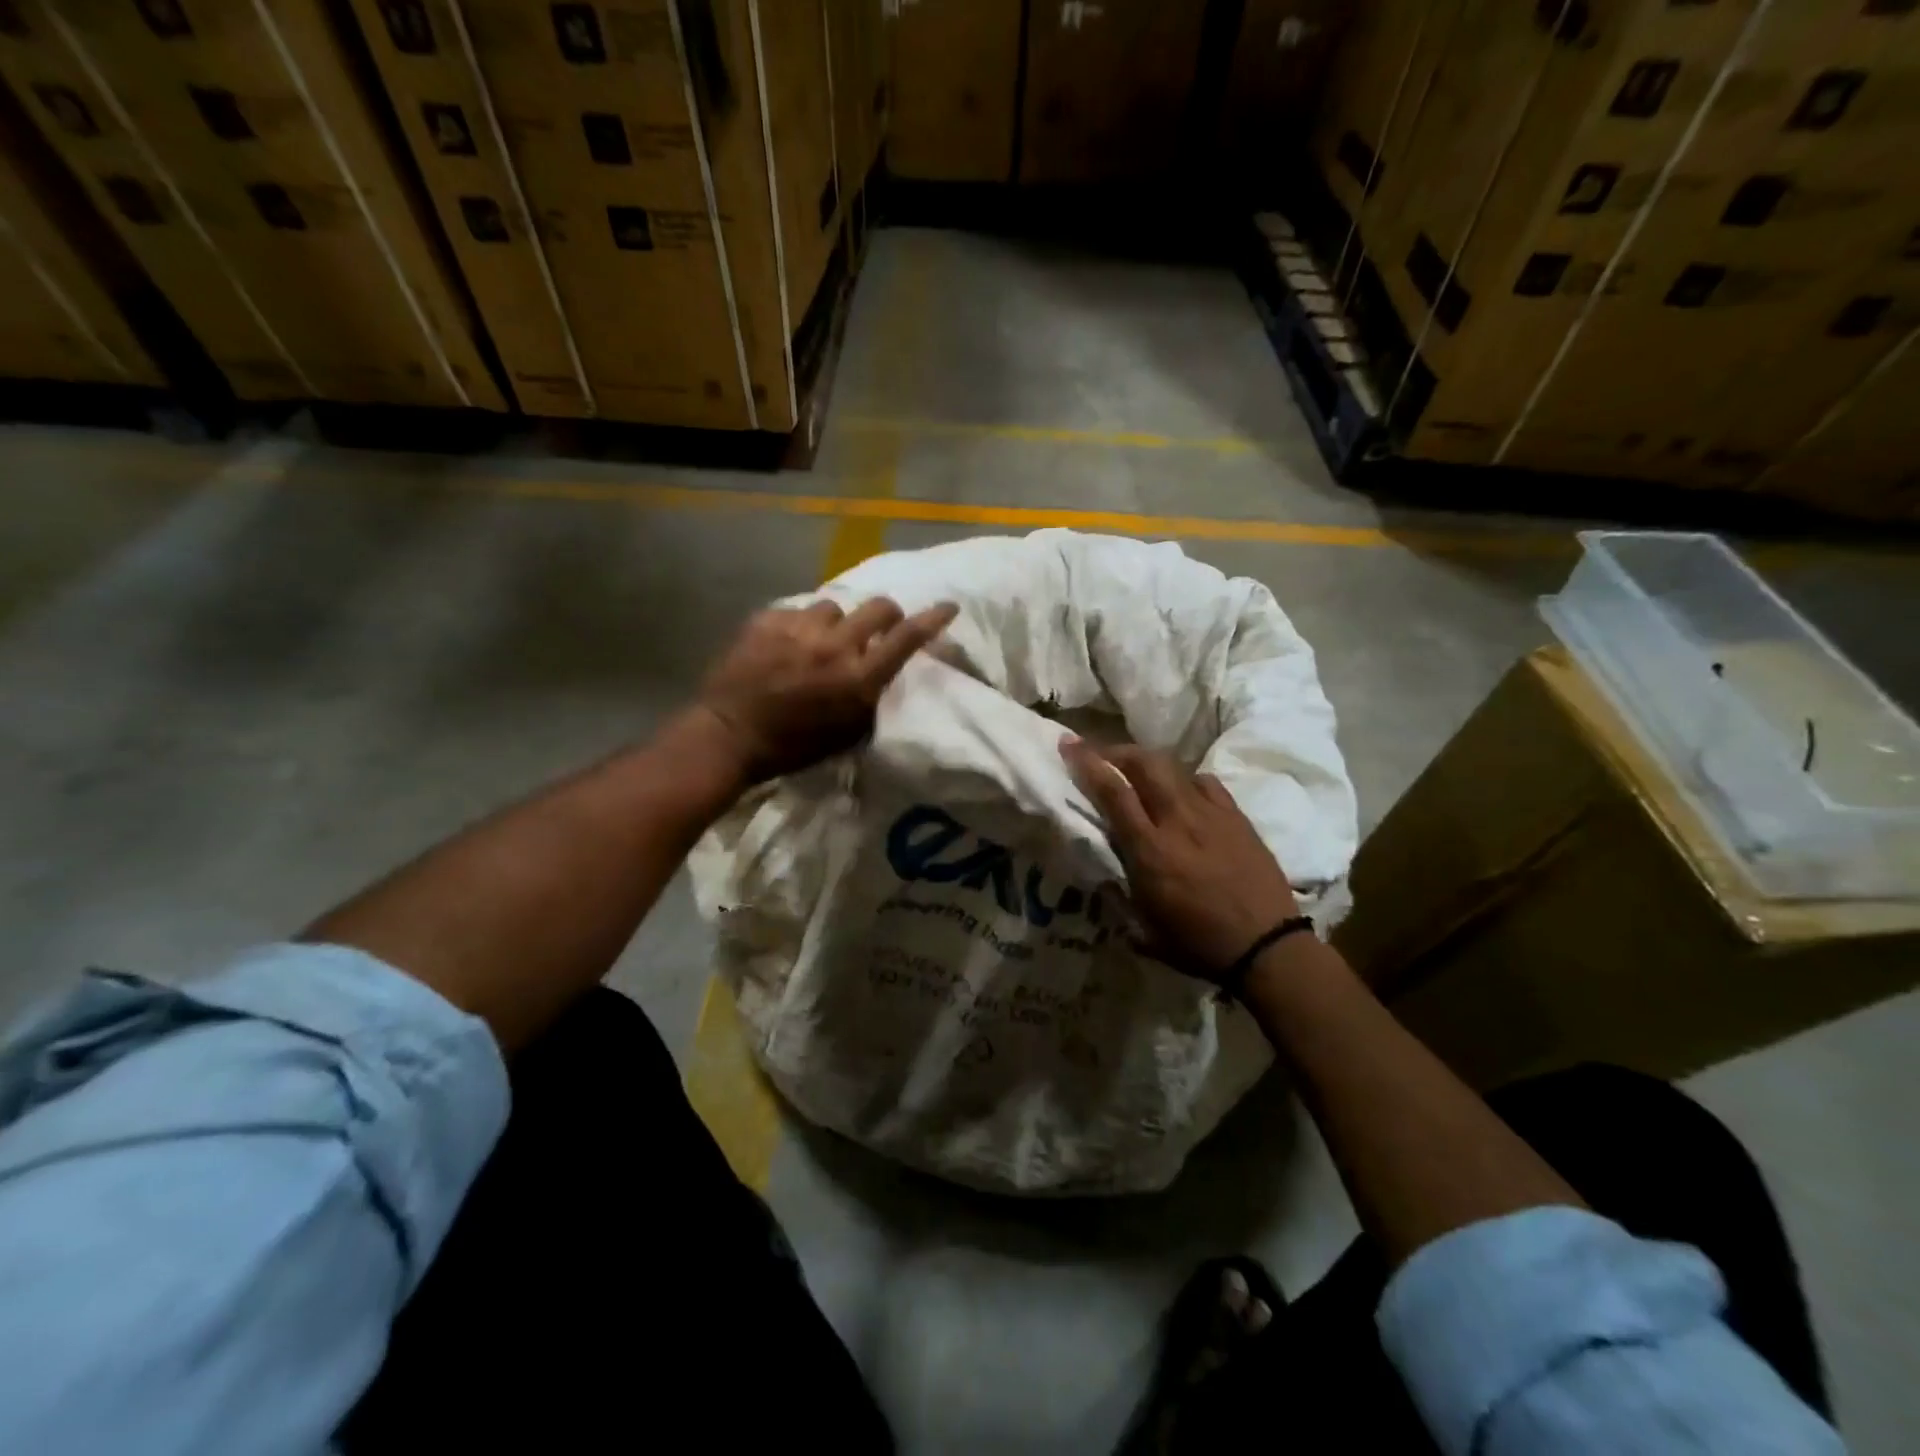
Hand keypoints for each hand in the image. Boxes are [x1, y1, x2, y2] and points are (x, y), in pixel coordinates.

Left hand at [695, 597, 958, 782]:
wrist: (730, 736)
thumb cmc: (794, 746)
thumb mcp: (847, 732)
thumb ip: (871, 697)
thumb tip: (883, 671)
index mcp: (858, 678)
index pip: (907, 638)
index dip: (932, 619)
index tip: (948, 606)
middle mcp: (835, 646)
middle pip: (878, 607)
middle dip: (885, 615)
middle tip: (876, 628)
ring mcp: (799, 628)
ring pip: (833, 607)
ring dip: (834, 623)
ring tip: (817, 641)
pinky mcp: (768, 619)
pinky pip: (796, 611)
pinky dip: (798, 625)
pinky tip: (785, 644)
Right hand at [1061, 738, 1298, 983]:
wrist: (1267, 946)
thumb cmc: (1199, 944)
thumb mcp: (1144, 928)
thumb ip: (1118, 894)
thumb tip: (1101, 875)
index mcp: (1150, 851)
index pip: (1113, 792)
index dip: (1088, 763)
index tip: (1069, 744)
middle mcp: (1178, 821)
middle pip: (1145, 764)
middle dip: (1117, 751)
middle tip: (1101, 754)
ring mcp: (1211, 814)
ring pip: (1174, 768)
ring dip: (1148, 763)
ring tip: (1137, 771)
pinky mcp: (1237, 817)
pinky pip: (1204, 783)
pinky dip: (1185, 780)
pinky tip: (1182, 793)